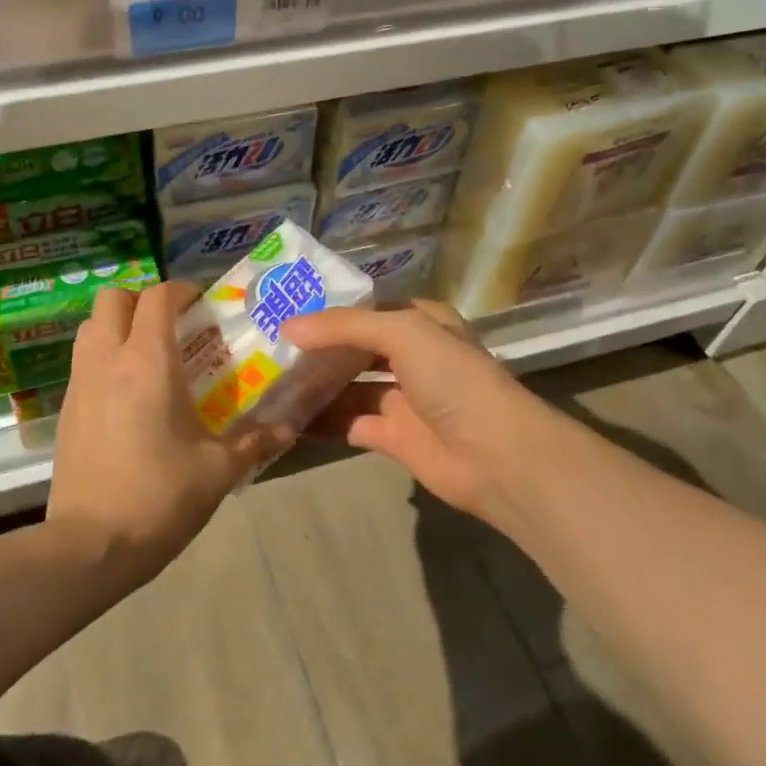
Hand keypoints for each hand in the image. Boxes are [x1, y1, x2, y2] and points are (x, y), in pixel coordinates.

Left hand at [48, 282, 294, 583]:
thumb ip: (256, 441)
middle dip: (143, 300)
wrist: (90, 545)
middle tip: (173, 326)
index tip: (202, 304)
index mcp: (148, 362)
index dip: (181, 290)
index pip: (158, 297)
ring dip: (119, 325)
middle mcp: (108, 359)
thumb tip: (289, 427)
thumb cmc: (160, 497)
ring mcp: (80, 382)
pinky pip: (84, 359)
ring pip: (91, 326)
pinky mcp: (66, 408)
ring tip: (150, 354)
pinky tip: (128, 392)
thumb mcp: (219, 470)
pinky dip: (105, 356)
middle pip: (113, 298)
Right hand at [281, 299, 555, 526]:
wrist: (496, 456)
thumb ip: (344, 326)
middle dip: (317, 349)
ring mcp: (403, 398)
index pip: (369, 309)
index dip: (332, 310)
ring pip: (349, 386)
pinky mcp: (394, 437)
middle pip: (356, 348)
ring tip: (269, 381)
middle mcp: (413, 357)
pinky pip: (349, 422)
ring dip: (315, 385)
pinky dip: (322, 421)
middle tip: (269, 347)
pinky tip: (286, 418)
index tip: (286, 309)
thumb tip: (287, 326)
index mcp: (422, 323)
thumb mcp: (403, 333)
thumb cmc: (453, 379)